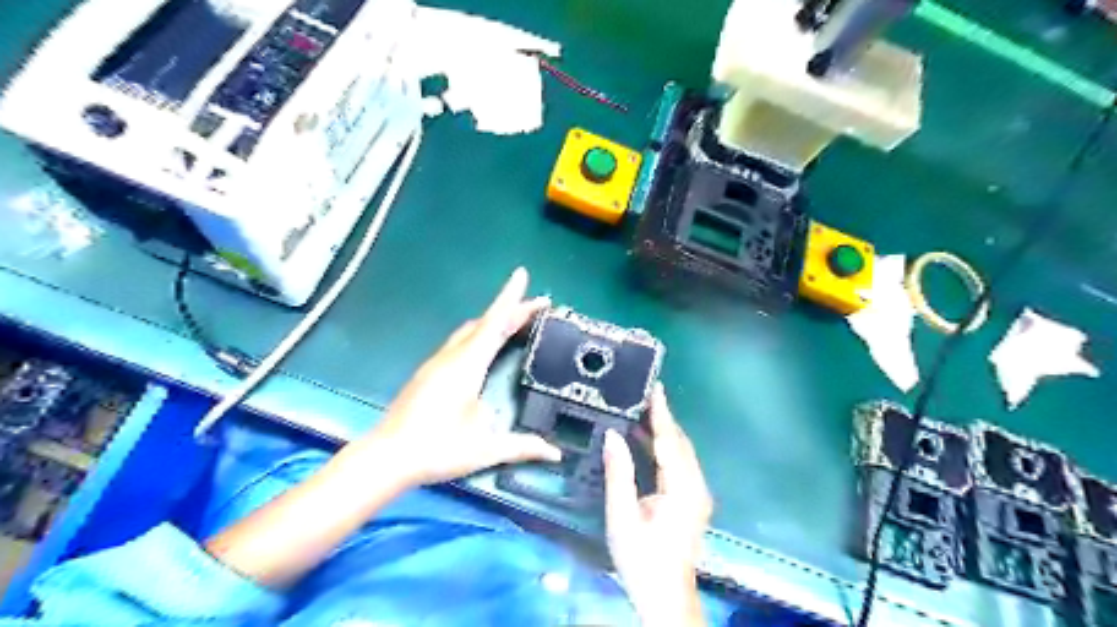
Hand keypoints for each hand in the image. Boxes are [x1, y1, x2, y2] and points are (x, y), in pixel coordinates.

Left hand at [357, 266, 563, 487]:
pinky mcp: (429, 373)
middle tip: (537, 307)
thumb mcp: (484, 450)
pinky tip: (487, 348)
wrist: (386, 458)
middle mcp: (451, 357)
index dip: (511, 299)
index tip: (522, 274)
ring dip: (494, 321)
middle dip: (511, 310)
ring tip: (517, 323)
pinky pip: (461, 342)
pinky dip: (480, 335)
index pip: (494, 323)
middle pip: (484, 323)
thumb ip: (521, 447)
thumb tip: (555, 453)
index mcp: (466, 366)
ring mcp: (437, 363)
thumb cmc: (436, 449)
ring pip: (470, 331)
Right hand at [607, 384, 711, 623]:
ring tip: (641, 411)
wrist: (665, 596)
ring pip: (680, 452)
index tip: (655, 387)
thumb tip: (612, 434)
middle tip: (643, 394)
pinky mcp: (692, 500)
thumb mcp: (622, 516)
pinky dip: (663, 448)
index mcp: (682, 488)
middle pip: (679, 443)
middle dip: (663, 418)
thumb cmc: (641, 558)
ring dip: (663, 431)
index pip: (670, 440)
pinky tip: (645, 441)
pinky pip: (678, 464)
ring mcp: (696, 493)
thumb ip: (619, 473)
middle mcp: (695, 485)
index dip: (661, 412)